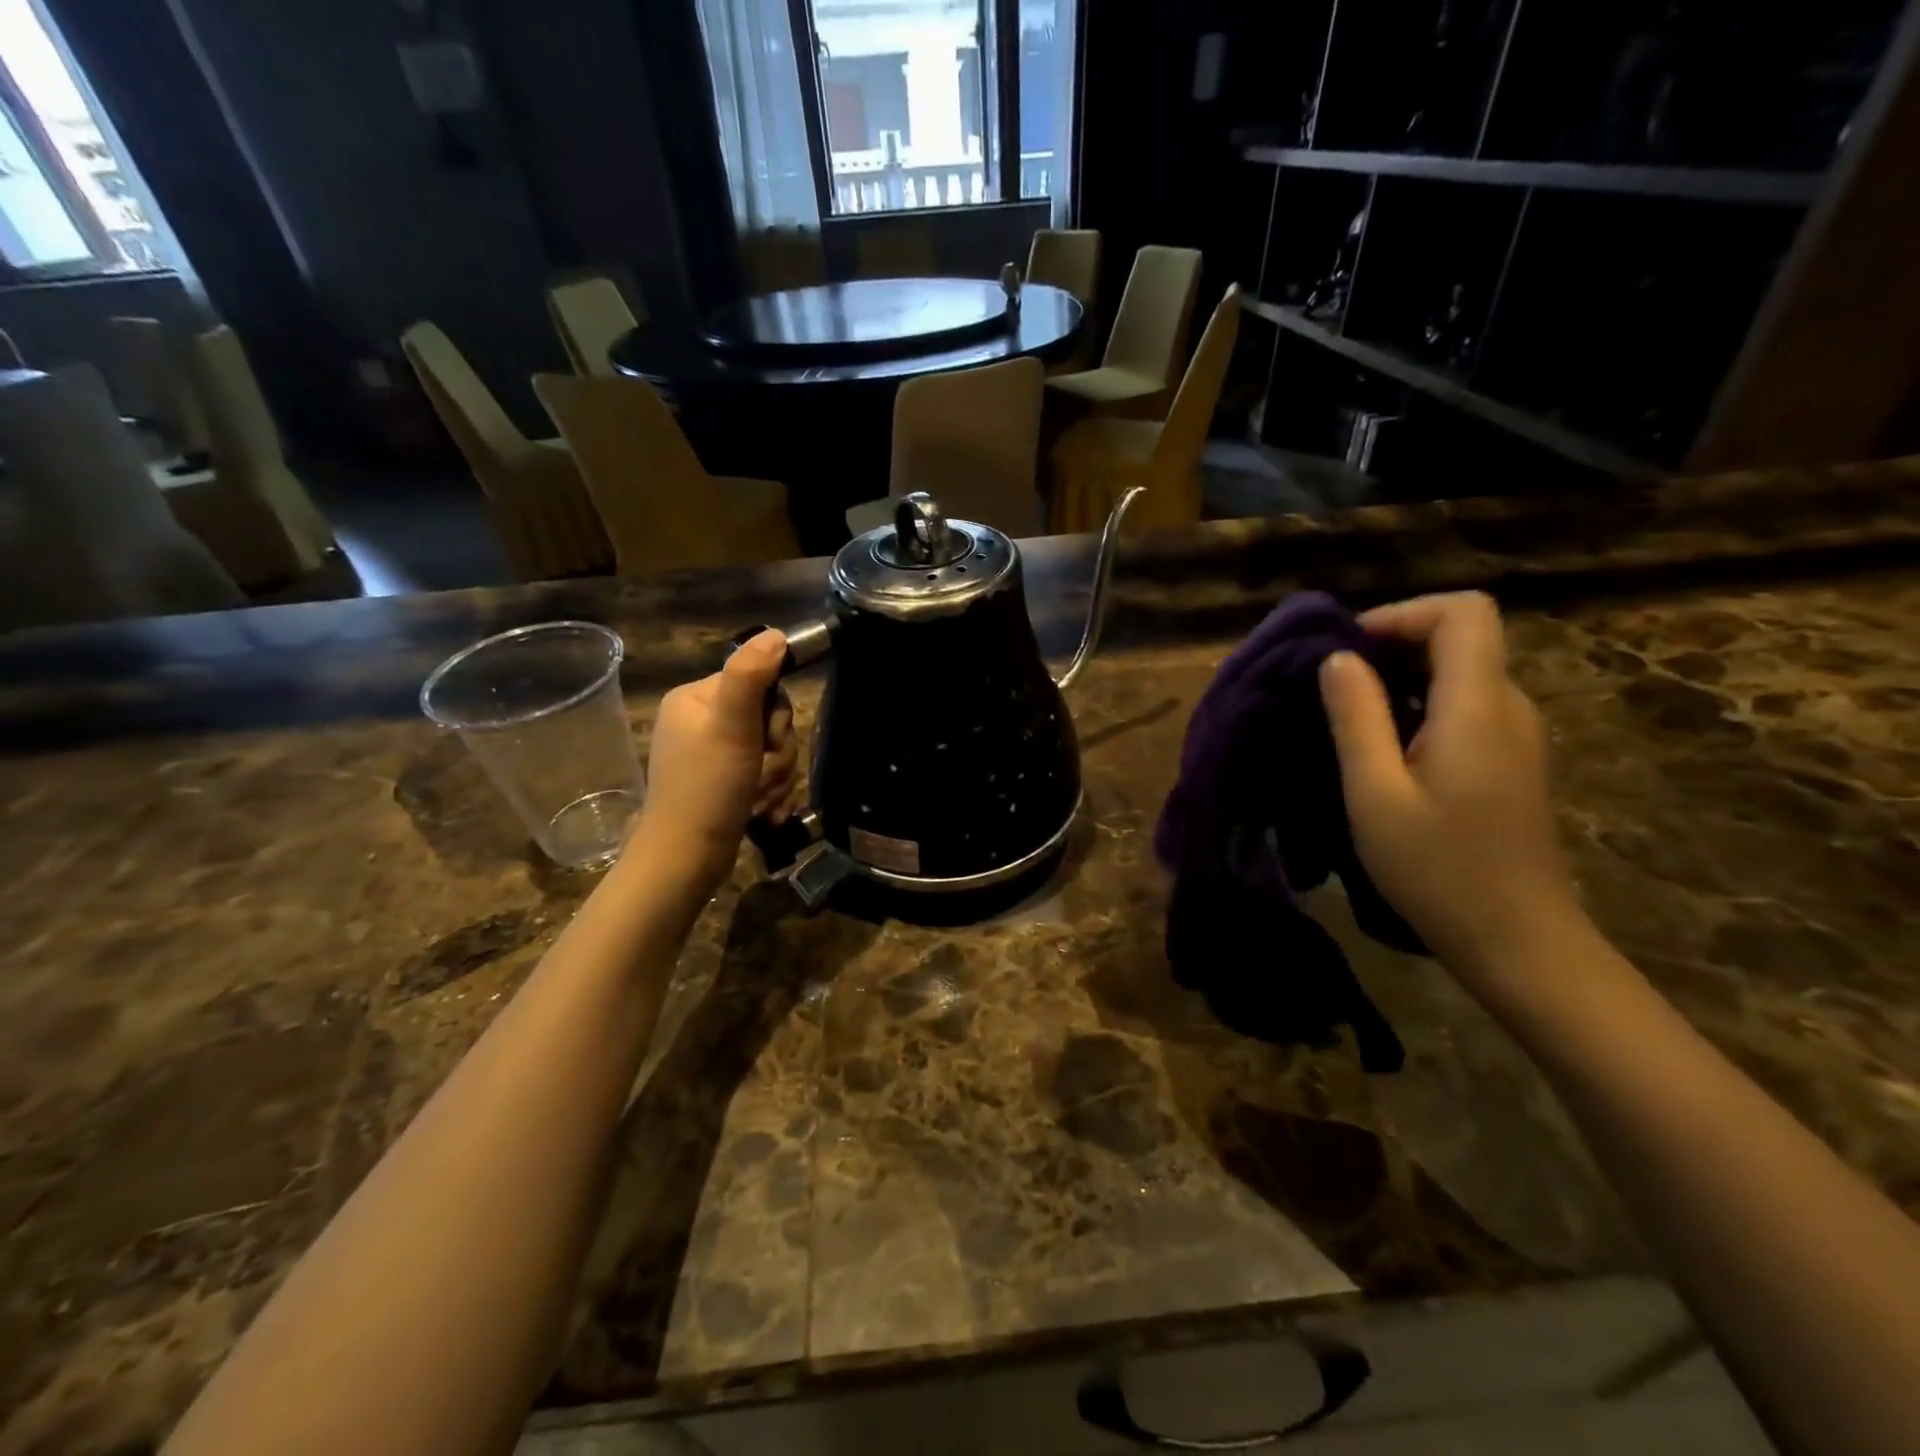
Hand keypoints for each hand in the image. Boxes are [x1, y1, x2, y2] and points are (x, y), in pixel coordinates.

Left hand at [631, 630, 800, 890]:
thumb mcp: (731, 727)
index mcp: (695, 697)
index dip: (774, 716)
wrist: (687, 859)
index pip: (759, 683)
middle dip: (776, 753)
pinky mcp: (723, 782)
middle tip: (759, 776)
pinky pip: (764, 774)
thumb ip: (751, 676)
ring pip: (773, 750)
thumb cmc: (707, 788)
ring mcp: (712, 753)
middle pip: (769, 719)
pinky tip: (762, 812)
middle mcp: (701, 720)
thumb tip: (777, 633)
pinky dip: (770, 794)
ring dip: (776, 777)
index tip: (766, 742)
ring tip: (758, 800)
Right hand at [1319, 592, 1587, 994]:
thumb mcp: (1375, 794)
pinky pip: (1463, 705)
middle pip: (1460, 637)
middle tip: (1331, 688)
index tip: (1349, 650)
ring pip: (1460, 672)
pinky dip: (1418, 706)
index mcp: (1478, 708)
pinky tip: (1383, 750)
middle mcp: (1509, 707)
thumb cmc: (1438, 870)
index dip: (1402, 614)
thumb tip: (1337, 658)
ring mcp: (1516, 734)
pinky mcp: (1510, 759)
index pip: (1463, 613)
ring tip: (1347, 719)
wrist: (1517, 941)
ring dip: (1400, 679)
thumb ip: (1356, 718)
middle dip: (1391, 646)